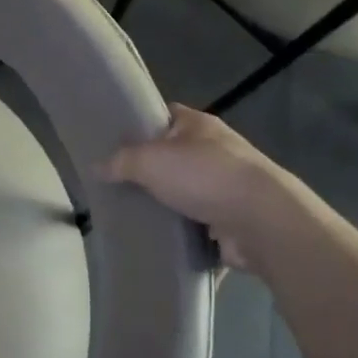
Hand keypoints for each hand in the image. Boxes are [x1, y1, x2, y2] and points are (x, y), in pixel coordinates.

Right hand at [102, 105, 310, 269]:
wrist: (261, 221)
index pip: (165, 115)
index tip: (115, 141)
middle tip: (118, 184)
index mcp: (198, 124)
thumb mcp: (150, 160)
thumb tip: (96, 166)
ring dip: (170, 204)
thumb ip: (121, 161)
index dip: (141, 124)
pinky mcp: (234, 220)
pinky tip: (161, 242)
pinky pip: (201, 225)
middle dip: (152, 170)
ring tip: (134, 216)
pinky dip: (185, 233)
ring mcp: (228, 186)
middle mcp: (215, 150)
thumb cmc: (204, 175)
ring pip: (188, 191)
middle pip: (175, 155)